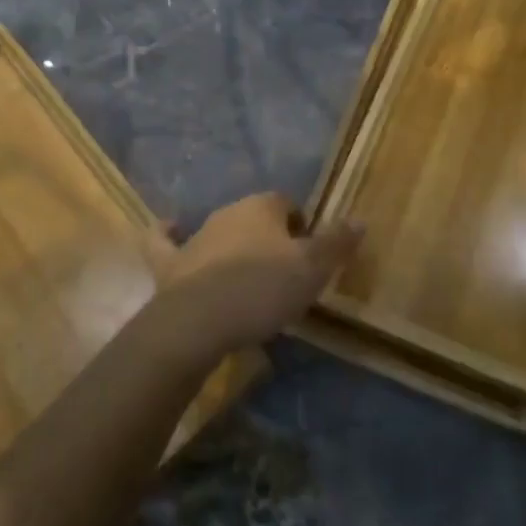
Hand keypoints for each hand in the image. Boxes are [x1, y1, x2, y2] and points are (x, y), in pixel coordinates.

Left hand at [161, 193, 363, 354]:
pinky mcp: (171, 263)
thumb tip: (359, 218)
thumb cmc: (262, 289)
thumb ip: (336, 243)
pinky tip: (169, 229)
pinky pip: (166, 242)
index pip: (287, 204)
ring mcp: (196, 236)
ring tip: (248, 278)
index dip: (301, 226)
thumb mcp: (312, 270)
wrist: (198, 321)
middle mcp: (228, 212)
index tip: (309, 256)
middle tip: (283, 271)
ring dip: (233, 246)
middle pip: (255, 217)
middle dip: (269, 237)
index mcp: (262, 207)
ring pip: (220, 231)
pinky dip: (168, 235)